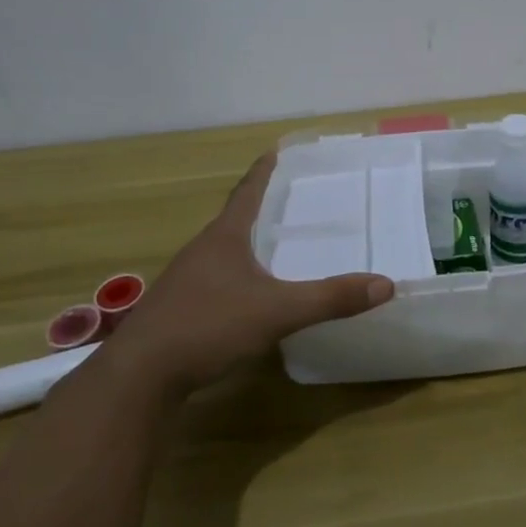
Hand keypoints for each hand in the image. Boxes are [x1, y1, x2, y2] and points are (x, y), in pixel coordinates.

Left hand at [109, 153, 394, 397]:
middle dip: (258, 208)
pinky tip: (245, 297)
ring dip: (244, 243)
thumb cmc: (208, 326)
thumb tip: (385, 284)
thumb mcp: (277, 312)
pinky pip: (212, 280)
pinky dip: (234, 276)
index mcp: (224, 238)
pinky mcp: (176, 310)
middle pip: (233, 219)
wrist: (139, 376)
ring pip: (220, 252)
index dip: (263, 171)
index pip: (247, 192)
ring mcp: (184, 281)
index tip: (275, 150)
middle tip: (288, 201)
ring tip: (270, 246)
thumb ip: (330, 299)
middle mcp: (201, 250)